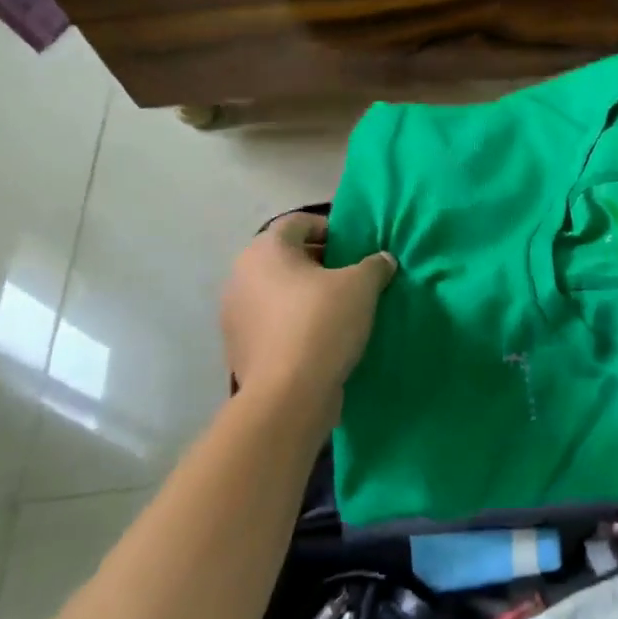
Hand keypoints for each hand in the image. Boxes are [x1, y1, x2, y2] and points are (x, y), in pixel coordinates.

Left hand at [220, 213, 394, 405]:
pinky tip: (319, 339)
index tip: (353, 246)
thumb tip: (383, 260)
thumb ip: (374, 265)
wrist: (288, 396)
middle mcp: (241, 275)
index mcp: (265, 250)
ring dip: (303, 295)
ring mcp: (235, 314)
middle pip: (285, 257)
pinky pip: (271, 323)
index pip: (297, 222)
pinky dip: (292, 324)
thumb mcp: (362, 286)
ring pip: (276, 292)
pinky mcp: (239, 348)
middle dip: (318, 263)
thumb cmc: (322, 323)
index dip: (328, 228)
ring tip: (338, 310)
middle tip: (350, 277)